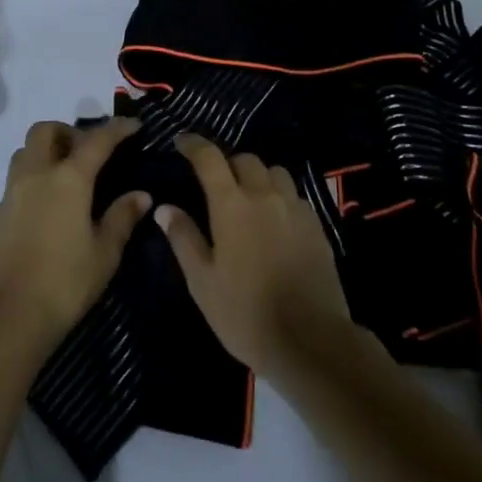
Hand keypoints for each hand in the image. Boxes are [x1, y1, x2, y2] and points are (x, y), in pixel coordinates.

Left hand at [0, 118, 148, 354]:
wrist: (5, 317)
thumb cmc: (64, 283)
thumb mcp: (104, 253)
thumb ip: (122, 217)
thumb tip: (141, 195)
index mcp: (68, 178)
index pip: (97, 140)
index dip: (118, 128)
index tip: (134, 126)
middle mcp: (37, 174)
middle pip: (47, 130)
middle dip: (69, 132)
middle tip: (90, 152)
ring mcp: (13, 192)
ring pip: (26, 150)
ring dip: (48, 150)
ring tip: (69, 174)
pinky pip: (18, 176)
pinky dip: (36, 174)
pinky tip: (51, 202)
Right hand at [156, 135, 358, 378]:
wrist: (310, 340)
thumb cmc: (245, 313)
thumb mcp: (202, 282)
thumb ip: (184, 239)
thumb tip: (165, 207)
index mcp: (232, 204)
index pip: (209, 158)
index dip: (193, 144)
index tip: (181, 142)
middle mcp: (265, 195)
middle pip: (245, 159)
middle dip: (227, 163)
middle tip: (216, 182)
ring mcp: (294, 207)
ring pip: (274, 172)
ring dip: (257, 176)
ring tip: (248, 197)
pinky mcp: (316, 224)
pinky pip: (294, 194)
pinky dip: (279, 196)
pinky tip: (274, 220)